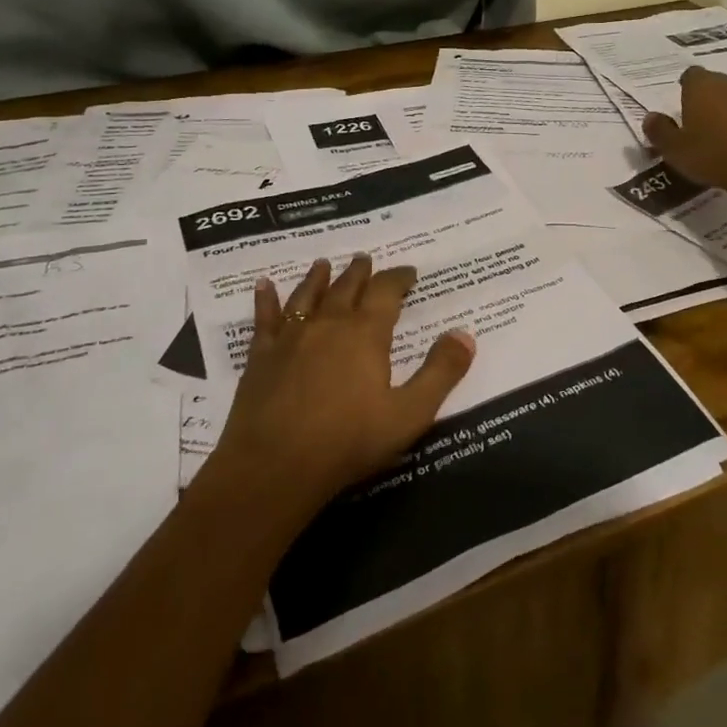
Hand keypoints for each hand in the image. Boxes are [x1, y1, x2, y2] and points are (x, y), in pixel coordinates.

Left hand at [210, 255, 475, 519]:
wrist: (274, 467)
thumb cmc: (348, 441)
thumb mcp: (409, 414)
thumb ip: (441, 373)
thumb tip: (465, 334)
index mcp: (366, 334)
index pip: (386, 292)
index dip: (399, 278)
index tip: (409, 272)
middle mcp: (329, 324)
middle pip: (346, 287)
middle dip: (360, 272)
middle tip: (366, 259)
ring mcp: (291, 338)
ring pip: (307, 296)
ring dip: (317, 278)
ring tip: (323, 264)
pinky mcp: (261, 357)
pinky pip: (264, 319)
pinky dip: (266, 300)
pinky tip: (263, 285)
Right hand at [643, 66, 726, 197]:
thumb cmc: (711, 153)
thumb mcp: (673, 148)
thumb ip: (659, 131)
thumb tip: (649, 117)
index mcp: (699, 85)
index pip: (689, 75)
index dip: (683, 88)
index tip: (678, 105)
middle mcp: (725, 84)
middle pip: (711, 84)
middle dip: (701, 98)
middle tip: (691, 121)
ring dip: (720, 112)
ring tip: (710, 135)